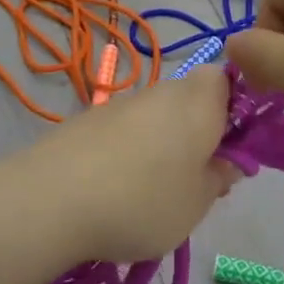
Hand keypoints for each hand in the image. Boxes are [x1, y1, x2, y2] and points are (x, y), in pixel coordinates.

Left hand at [6, 66, 238, 264]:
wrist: (50, 200)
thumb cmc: (143, 201)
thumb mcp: (197, 203)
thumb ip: (218, 179)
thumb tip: (227, 162)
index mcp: (200, 103)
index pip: (226, 80)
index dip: (234, 108)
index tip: (230, 148)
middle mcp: (162, 92)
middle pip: (190, 99)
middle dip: (198, 132)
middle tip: (195, 179)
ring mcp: (121, 104)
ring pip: (156, 117)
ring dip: (162, 144)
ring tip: (151, 193)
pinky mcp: (87, 121)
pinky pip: (123, 131)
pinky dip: (127, 153)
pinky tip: (115, 191)